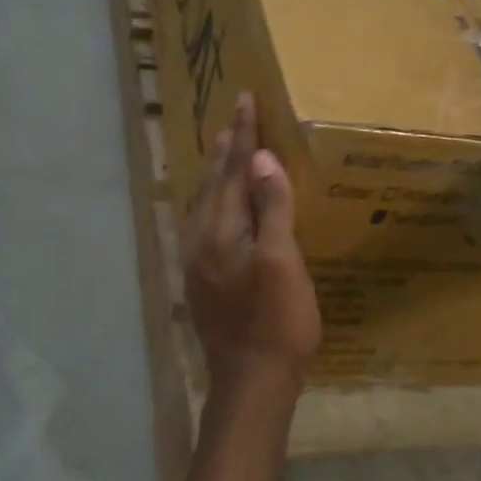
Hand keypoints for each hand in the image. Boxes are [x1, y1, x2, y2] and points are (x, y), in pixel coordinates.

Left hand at [184, 93, 321, 391]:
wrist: (252, 381)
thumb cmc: (277, 322)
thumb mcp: (283, 262)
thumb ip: (271, 208)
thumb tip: (260, 158)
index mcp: (220, 231)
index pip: (233, 171)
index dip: (243, 135)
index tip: (246, 99)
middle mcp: (200, 241)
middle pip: (212, 185)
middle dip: (224, 150)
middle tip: (233, 119)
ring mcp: (197, 263)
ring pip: (204, 205)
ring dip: (216, 176)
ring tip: (224, 152)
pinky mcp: (202, 281)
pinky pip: (204, 225)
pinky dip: (213, 202)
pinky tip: (220, 208)